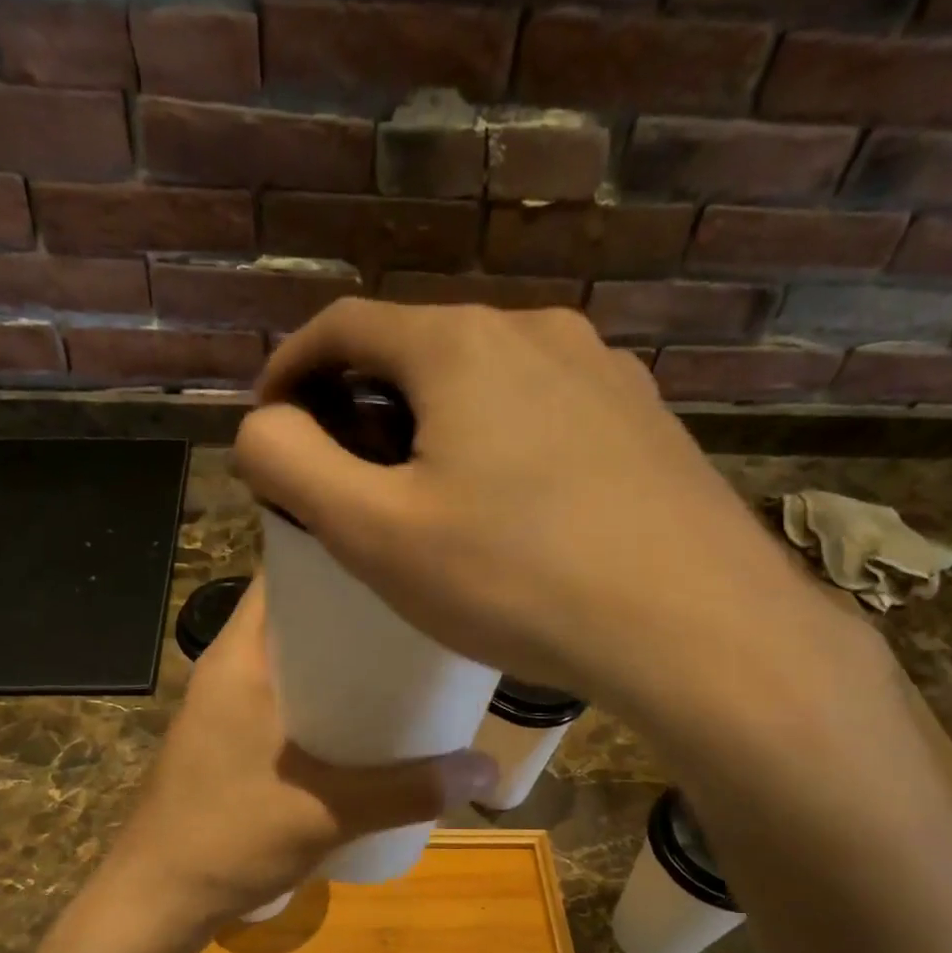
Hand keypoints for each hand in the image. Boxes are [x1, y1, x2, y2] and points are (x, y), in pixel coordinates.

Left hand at [103, 583, 496, 934]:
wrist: (156, 901)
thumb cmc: (228, 838)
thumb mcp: (328, 812)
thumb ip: (409, 791)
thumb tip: (488, 769)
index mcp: (240, 658)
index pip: (286, 574)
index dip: (341, 557)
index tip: (400, 557)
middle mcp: (231, 669)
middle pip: (299, 617)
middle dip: (358, 614)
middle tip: (423, 616)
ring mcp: (228, 707)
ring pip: (295, 660)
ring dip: (344, 661)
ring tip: (408, 662)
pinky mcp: (232, 741)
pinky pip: (289, 698)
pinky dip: (327, 699)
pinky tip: (370, 721)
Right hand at [233, 301, 869, 748]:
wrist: (691, 625)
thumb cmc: (515, 579)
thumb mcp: (375, 533)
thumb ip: (293, 465)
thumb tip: (260, 427)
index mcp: (459, 345)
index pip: (343, 326)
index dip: (290, 371)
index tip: (272, 426)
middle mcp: (536, 332)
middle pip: (418, 351)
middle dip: (364, 405)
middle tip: (348, 480)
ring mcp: (603, 373)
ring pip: (487, 384)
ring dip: (437, 427)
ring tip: (430, 501)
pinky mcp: (644, 422)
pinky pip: (545, 416)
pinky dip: (501, 446)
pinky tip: (513, 512)